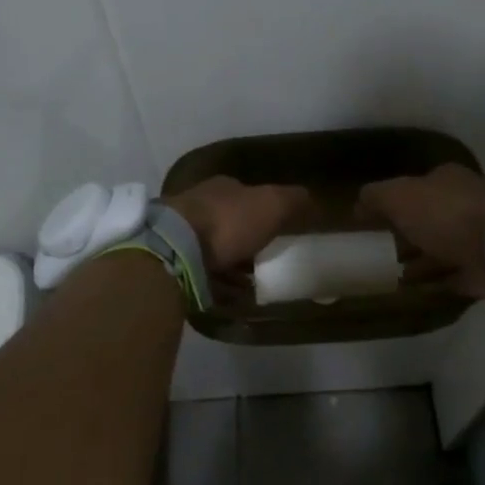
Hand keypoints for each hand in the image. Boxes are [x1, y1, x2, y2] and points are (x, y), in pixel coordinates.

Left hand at [165, 177, 310, 272]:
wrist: (176, 248)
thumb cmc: (228, 221)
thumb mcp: (271, 205)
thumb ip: (293, 200)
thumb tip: (311, 198)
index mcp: (222, 187)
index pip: (246, 194)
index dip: (263, 211)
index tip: (278, 231)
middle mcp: (199, 204)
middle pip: (229, 223)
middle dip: (246, 241)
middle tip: (266, 262)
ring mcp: (182, 233)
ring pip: (214, 248)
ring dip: (232, 265)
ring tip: (252, 285)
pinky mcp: (173, 261)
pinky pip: (202, 273)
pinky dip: (218, 283)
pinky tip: (232, 297)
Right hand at [357, 163, 484, 304]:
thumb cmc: (447, 214)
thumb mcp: (400, 196)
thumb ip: (376, 196)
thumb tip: (359, 204)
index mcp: (448, 180)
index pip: (419, 185)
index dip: (397, 200)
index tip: (376, 219)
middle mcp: (466, 204)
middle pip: (431, 217)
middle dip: (408, 231)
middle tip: (380, 247)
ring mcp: (478, 238)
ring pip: (442, 247)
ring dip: (420, 258)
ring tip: (391, 272)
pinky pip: (454, 275)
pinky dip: (436, 280)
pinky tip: (414, 289)